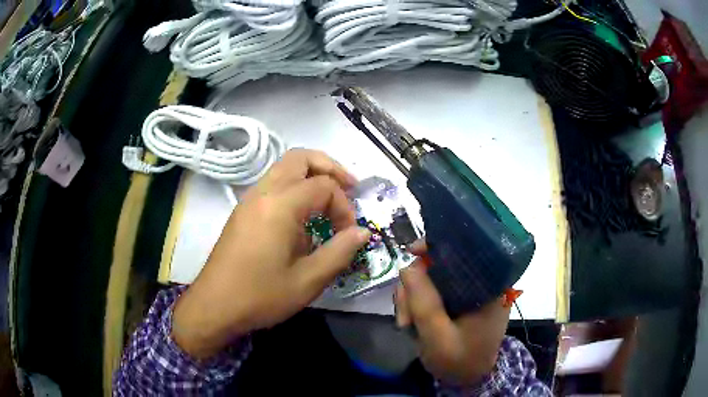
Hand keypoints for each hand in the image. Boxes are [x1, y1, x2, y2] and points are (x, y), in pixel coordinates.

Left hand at [173, 149, 371, 358]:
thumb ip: (340, 252)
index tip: (348, 233)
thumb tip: (363, 232)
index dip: (344, 206)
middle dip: (330, 168)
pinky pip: (273, 184)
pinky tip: (302, 219)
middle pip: (300, 158)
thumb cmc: (260, 296)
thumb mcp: (308, 281)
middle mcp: (263, 193)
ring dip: (311, 176)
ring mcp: (249, 200)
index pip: (324, 186)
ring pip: (284, 168)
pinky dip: (294, 188)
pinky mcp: (243, 211)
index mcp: (280, 206)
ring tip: (329, 201)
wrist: (214, 306)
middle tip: (350, 188)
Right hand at [395, 240, 510, 385]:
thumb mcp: (439, 338)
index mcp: (490, 287)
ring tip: (406, 324)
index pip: (466, 250)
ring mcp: (471, 292)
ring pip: (434, 278)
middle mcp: (482, 283)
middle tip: (404, 318)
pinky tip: (412, 321)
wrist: (469, 379)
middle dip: (416, 286)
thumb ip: (424, 303)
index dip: (436, 246)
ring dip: (414, 297)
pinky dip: (419, 302)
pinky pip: (435, 290)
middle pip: (442, 265)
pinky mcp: (461, 300)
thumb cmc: (461, 361)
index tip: (411, 254)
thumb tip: (407, 266)